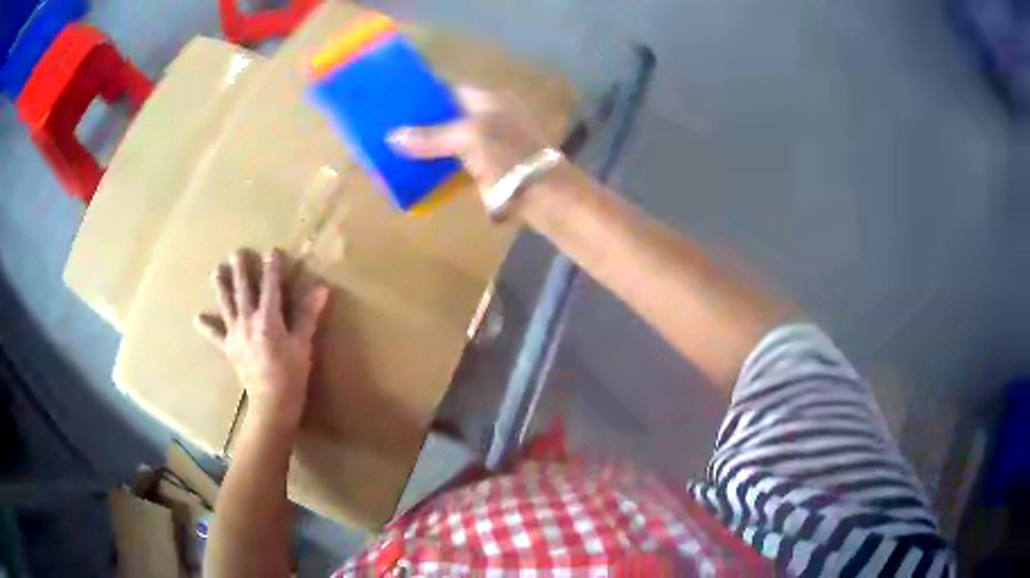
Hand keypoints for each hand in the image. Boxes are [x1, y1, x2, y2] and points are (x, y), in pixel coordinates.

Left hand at [195, 249, 328, 429]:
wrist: (271, 403)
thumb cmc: (291, 374)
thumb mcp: (303, 344)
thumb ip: (308, 315)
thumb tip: (321, 288)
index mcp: (268, 318)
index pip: (270, 286)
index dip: (271, 267)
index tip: (272, 251)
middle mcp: (248, 320)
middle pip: (243, 290)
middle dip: (240, 269)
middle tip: (236, 252)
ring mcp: (235, 334)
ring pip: (226, 305)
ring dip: (221, 286)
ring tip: (217, 271)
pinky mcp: (229, 348)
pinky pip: (215, 335)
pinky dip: (207, 327)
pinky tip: (198, 318)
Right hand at [389, 86, 553, 209]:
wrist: (539, 192)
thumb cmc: (507, 154)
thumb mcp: (469, 137)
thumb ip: (431, 136)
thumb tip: (393, 137)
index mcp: (488, 101)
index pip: (450, 91)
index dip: (426, 94)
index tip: (398, 100)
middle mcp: (487, 118)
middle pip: (447, 116)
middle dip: (422, 124)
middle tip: (391, 128)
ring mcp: (486, 144)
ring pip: (449, 141)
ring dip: (427, 147)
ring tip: (395, 150)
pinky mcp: (484, 169)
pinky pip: (453, 164)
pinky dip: (436, 168)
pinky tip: (414, 172)